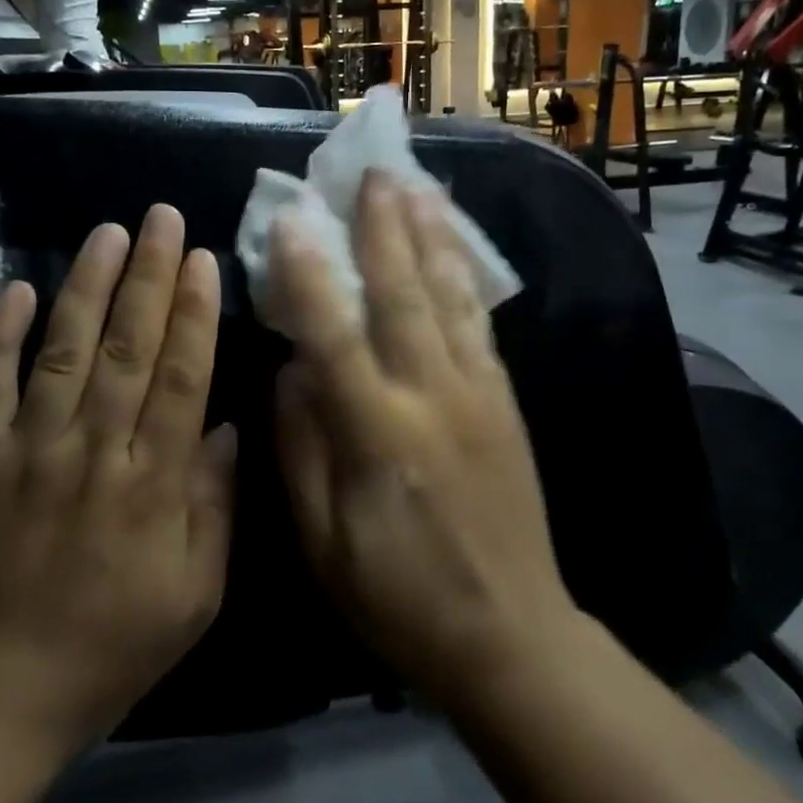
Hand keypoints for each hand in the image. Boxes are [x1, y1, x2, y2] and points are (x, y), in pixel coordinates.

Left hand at [0, 206, 235, 757]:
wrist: (0, 692)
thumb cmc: (114, 644)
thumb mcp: (197, 595)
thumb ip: (214, 506)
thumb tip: (225, 426)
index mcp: (151, 484)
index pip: (180, 378)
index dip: (193, 313)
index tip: (202, 259)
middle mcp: (92, 451)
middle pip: (128, 349)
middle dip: (148, 277)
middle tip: (161, 218)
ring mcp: (29, 451)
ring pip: (63, 353)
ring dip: (86, 288)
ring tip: (107, 233)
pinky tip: (13, 289)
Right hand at [271, 172, 575, 707]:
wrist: (510, 633)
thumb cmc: (398, 595)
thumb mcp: (322, 541)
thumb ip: (301, 447)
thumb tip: (291, 369)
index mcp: (378, 434)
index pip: (334, 335)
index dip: (309, 273)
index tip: (292, 218)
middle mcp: (432, 397)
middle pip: (403, 294)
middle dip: (383, 227)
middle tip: (371, 170)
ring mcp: (478, 392)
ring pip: (450, 295)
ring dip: (430, 234)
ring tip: (417, 184)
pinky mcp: (505, 399)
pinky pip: (481, 321)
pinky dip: (465, 272)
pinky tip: (455, 243)